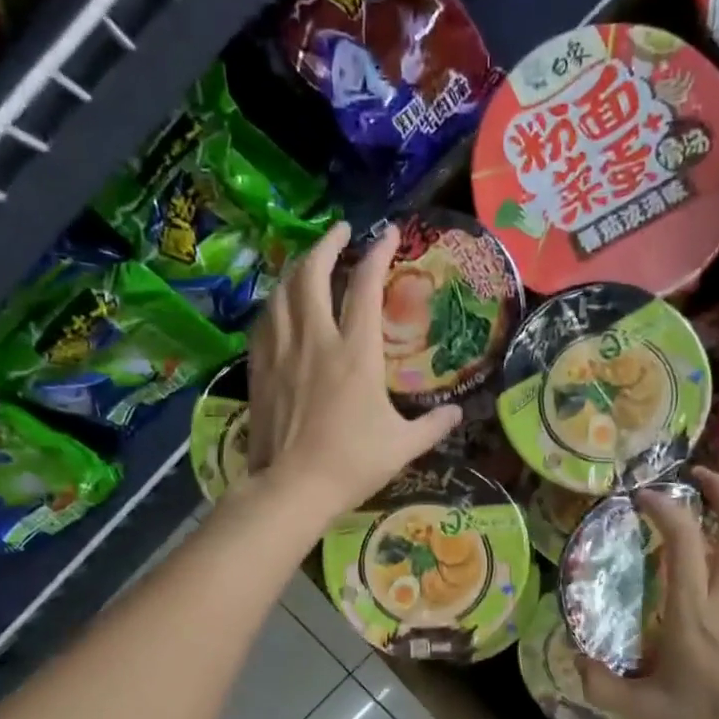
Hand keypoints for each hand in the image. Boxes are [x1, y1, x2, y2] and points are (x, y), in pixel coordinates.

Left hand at [241, 222, 459, 527]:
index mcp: (356, 353)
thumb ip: (433, 426)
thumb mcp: (403, 446)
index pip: (366, 286)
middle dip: (327, 243)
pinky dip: (276, 302)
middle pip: (313, 273)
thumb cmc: (352, 464)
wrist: (293, 487)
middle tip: (340, 231)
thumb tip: (458, 414)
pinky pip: (265, 320)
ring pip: (283, 291)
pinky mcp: (259, 368)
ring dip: (298, 267)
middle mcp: (316, 339)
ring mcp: (282, 351)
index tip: (388, 231)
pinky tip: (281, 304)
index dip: (378, 252)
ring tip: (310, 260)